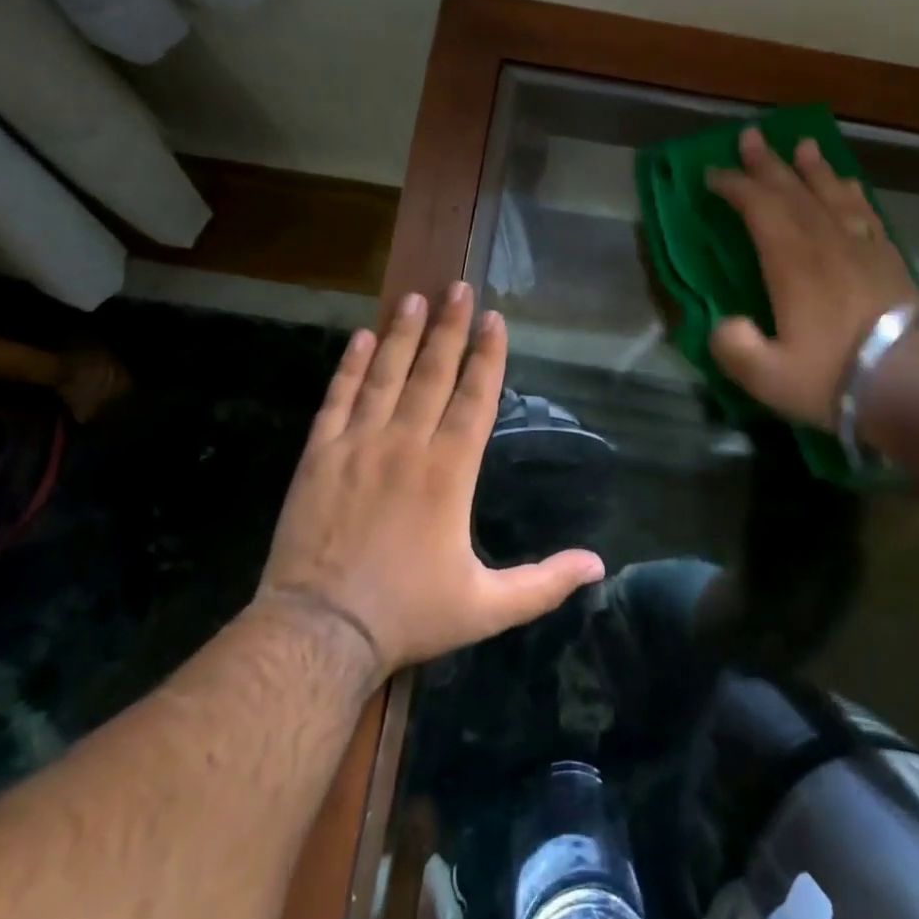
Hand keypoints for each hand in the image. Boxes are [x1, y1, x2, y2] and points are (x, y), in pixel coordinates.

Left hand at [257, 283, 604, 681]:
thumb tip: (599, 565)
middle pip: (433, 373)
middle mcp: (407, 444)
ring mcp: (359, 445)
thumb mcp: (486, 607)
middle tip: (458, 286)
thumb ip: (544, 583)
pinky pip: (338, 399)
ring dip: (403, 334)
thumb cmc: (407, 614)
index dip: (487, 356)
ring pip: (386, 376)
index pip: (475, 398)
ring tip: (415, 297)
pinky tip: (361, 339)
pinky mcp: (319, 455)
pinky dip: (350, 367)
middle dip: (450, 327)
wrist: (319, 632)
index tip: (493, 317)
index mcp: (450, 472)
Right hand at [705, 127, 918, 428]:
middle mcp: (826, 242)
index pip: (759, 208)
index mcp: (792, 262)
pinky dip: (852, 193)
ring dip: (814, 169)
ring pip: (832, 194)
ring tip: (804, 145)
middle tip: (750, 137)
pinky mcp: (888, 259)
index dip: (734, 186)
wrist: (911, 384)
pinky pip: (866, 213)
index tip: (712, 174)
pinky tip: (849, 185)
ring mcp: (861, 247)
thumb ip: (735, 347)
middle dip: (768, 164)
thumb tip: (724, 325)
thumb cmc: (833, 377)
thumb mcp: (767, 376)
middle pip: (793, 191)